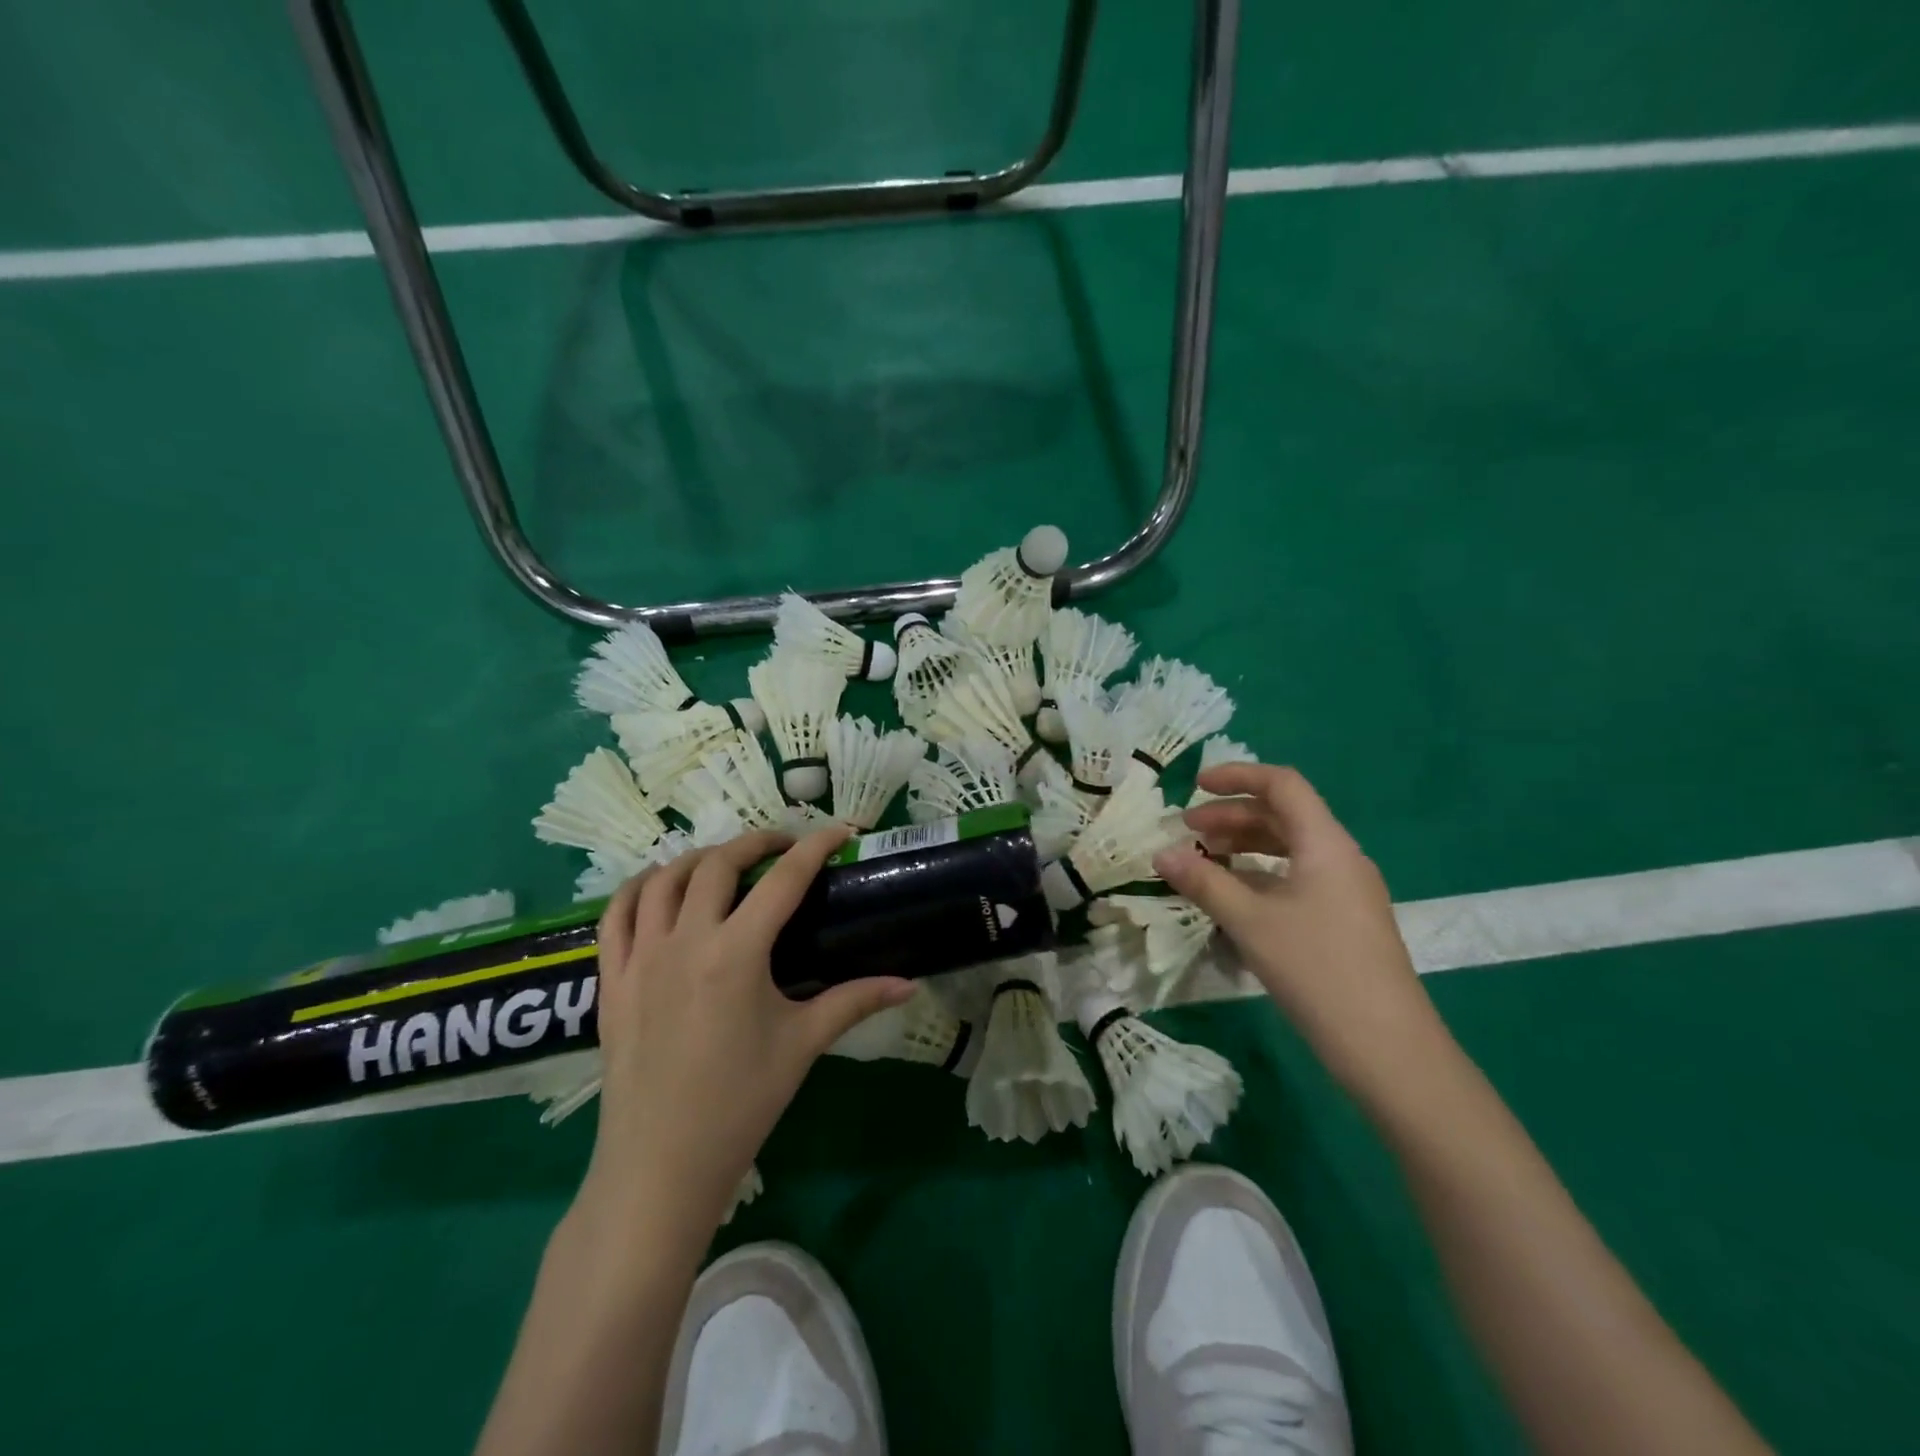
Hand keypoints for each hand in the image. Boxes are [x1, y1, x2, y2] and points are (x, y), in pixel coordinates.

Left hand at [580, 827, 914, 1236]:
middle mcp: (686, 941)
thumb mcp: (803, 1045)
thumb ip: (855, 1001)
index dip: (816, 846)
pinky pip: (615, 915)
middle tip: (783, 848)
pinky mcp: (610, 980)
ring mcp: (640, 958)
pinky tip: (658, 888)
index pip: (784, 879)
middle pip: (718, 864)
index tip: (841, 831)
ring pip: (662, 880)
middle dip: (755, 842)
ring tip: (724, 863)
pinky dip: (637, 888)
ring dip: (697, 858)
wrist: (660, 1166)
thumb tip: (908, 984)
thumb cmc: (740, 1104)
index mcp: (738, 953)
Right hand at [1153, 764, 1445, 1111]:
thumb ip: (1204, 882)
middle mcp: (1340, 858)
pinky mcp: (1344, 920)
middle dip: (1232, 817)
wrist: (1388, 1047)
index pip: (1282, 785)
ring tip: (1204, 861)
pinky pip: (1297, 878)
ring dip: (1245, 847)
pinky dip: (1261, 875)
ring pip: (1289, 849)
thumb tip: (1161, 853)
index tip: (1195, 786)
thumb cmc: (1316, 969)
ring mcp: (1346, 891)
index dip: (1238, 777)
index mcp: (1325, 844)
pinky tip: (1234, 898)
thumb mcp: (1250, 921)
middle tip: (1187, 831)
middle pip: (1283, 816)